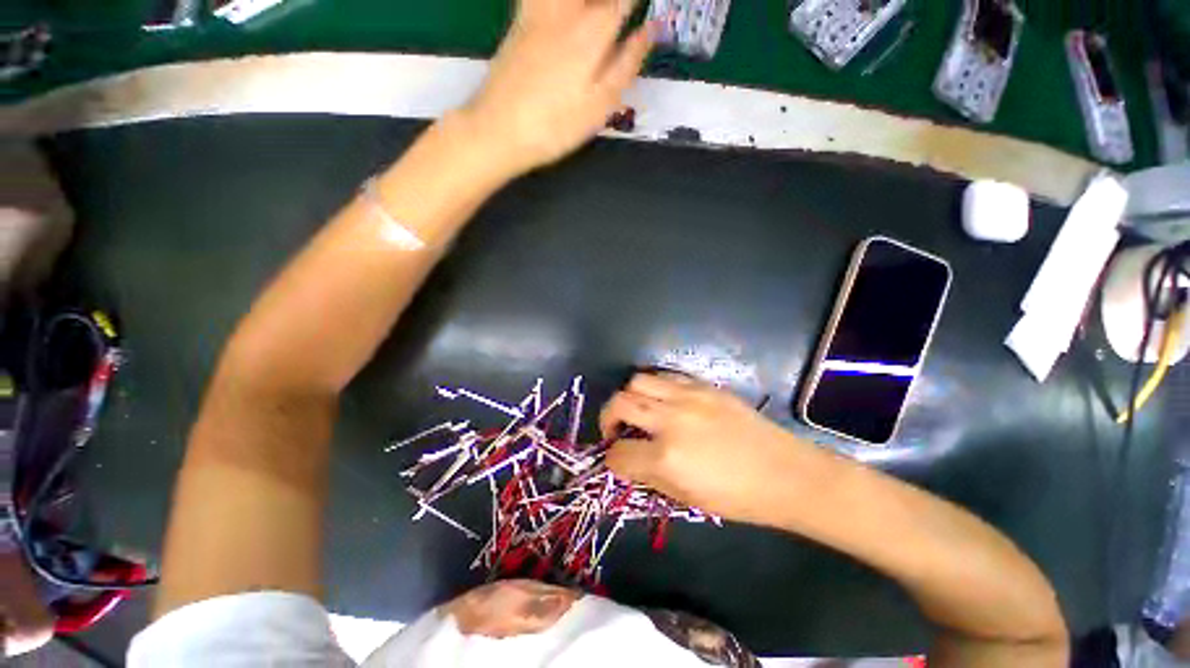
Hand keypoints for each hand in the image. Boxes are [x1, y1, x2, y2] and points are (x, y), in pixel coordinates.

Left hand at [461, 0, 654, 175]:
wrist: (501, 129)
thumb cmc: (556, 126)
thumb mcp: (600, 106)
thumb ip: (626, 64)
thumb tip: (651, 31)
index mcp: (592, 33)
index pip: (623, 1)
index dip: (634, 3)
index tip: (640, 8)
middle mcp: (567, 12)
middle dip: (609, 2)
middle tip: (617, 12)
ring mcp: (539, 13)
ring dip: (586, 3)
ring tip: (592, 12)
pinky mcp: (519, 21)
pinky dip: (553, 3)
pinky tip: (563, 13)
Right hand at [600, 373, 818, 523]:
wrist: (785, 473)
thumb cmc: (738, 497)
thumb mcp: (687, 498)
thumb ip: (649, 476)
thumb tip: (628, 460)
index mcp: (666, 457)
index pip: (618, 454)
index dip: (612, 460)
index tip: (617, 460)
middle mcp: (671, 420)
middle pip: (619, 404)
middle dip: (607, 418)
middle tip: (616, 430)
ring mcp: (688, 397)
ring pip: (637, 381)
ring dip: (630, 397)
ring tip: (639, 410)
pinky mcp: (704, 386)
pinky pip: (666, 376)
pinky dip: (655, 386)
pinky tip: (664, 400)